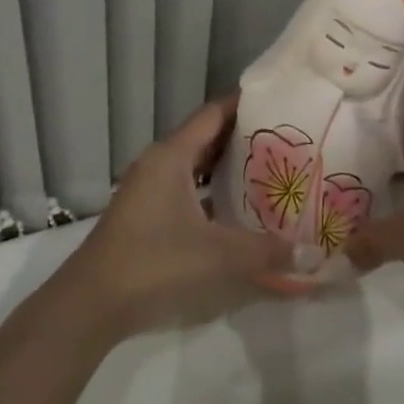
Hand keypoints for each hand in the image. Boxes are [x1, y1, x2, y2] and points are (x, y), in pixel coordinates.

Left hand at [64, 94, 292, 338]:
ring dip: (225, 167)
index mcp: (172, 155)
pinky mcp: (146, 214)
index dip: (243, 105)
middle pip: (206, 138)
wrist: (93, 302)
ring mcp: (149, 189)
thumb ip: (265, 253)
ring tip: (267, 170)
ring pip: (194, 166)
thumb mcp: (217, 256)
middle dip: (242, 137)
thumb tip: (310, 254)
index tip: (277, 102)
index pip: (213, 114)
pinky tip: (236, 210)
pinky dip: (210, 192)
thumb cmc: (155, 262)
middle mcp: (159, 163)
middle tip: (283, 139)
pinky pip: (186, 190)